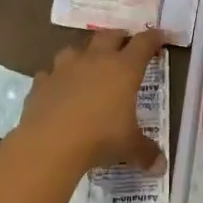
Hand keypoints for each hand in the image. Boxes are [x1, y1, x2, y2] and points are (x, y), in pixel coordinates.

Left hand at [7, 29, 165, 179]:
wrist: (50, 143)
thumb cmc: (100, 138)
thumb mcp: (129, 146)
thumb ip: (146, 152)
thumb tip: (161, 166)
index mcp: (124, 69)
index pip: (143, 43)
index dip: (153, 37)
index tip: (159, 35)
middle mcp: (95, 60)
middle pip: (109, 36)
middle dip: (119, 37)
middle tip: (125, 44)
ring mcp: (65, 68)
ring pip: (76, 49)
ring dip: (84, 53)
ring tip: (87, 63)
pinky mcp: (41, 82)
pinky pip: (49, 73)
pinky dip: (55, 78)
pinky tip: (57, 88)